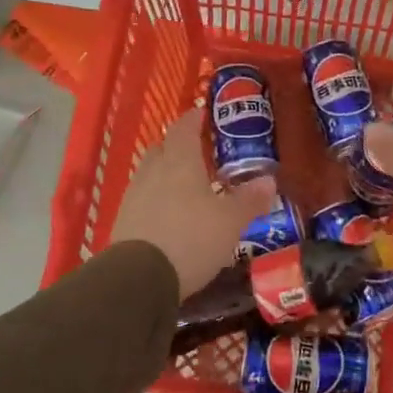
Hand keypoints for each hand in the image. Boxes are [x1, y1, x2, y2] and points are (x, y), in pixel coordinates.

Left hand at [111, 110, 275, 296]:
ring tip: (187, 185)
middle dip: (178, 146)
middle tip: (198, 152)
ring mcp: (133, 197)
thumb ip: (249, 200)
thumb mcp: (230, 221)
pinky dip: (157, 200)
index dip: (193, 119)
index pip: (183, 128)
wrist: (139, 279)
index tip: (203, 114)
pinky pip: (143, 200)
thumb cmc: (191, 239)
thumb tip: (269, 180)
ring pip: (150, 174)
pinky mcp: (123, 222)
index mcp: (180, 162)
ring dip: (166, 174)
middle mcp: (152, 172)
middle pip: (162, 148)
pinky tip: (170, 215)